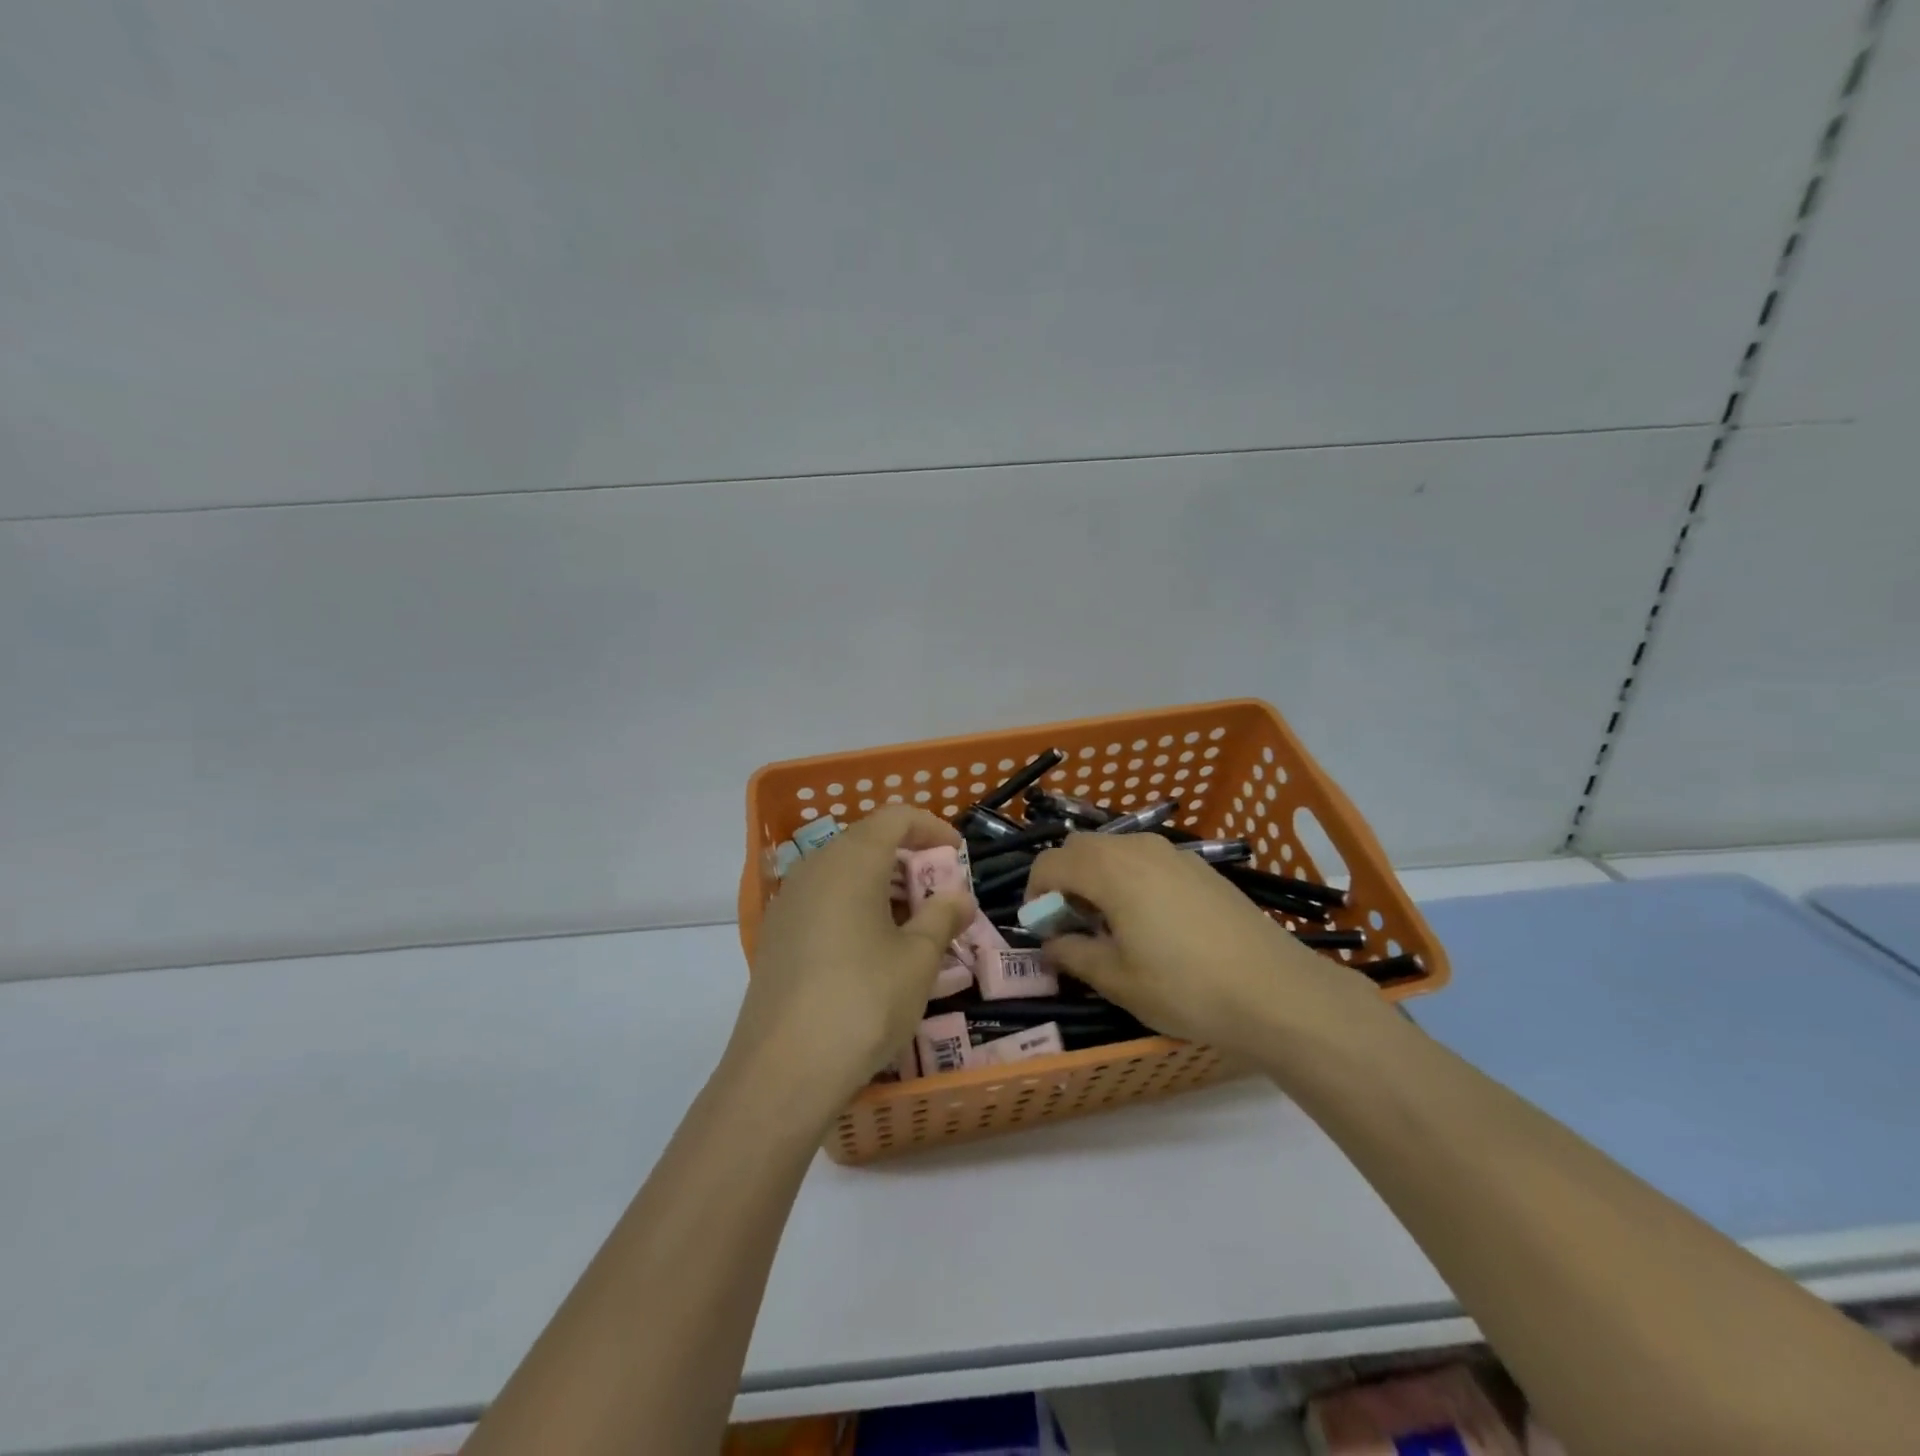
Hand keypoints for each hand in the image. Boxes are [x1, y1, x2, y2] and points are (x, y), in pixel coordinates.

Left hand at [731, 806, 974, 1112]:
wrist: (782, 1071)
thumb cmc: (864, 1002)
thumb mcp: (918, 959)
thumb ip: (943, 916)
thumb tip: (958, 895)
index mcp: (851, 861)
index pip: (895, 817)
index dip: (931, 827)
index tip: (957, 854)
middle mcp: (814, 869)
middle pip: (867, 841)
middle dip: (909, 859)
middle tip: (939, 896)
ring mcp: (789, 901)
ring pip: (844, 872)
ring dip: (883, 885)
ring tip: (913, 925)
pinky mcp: (776, 935)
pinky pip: (823, 900)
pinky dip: (855, 906)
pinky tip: (873, 949)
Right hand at [1025, 832, 1387, 1061]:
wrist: (1276, 991)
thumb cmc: (1186, 988)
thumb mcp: (1118, 980)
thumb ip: (1073, 954)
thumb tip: (1051, 942)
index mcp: (1110, 870)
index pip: (1051, 863)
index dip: (1035, 893)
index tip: (1042, 928)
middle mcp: (1139, 848)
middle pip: (1081, 847)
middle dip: (1064, 879)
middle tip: (1073, 924)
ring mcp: (1174, 854)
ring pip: (1116, 849)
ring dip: (1097, 876)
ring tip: (1111, 924)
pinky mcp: (1201, 868)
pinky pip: (1147, 860)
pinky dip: (1130, 878)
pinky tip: (1151, 921)